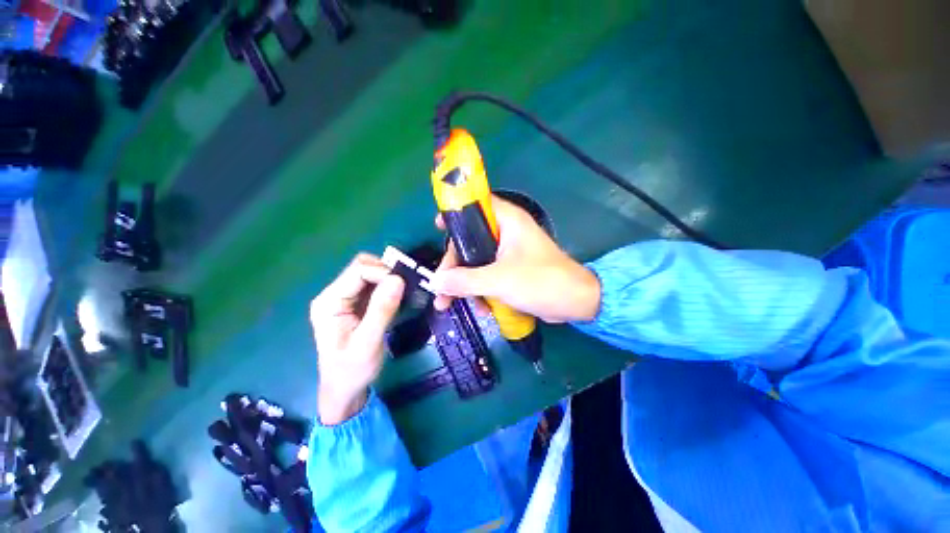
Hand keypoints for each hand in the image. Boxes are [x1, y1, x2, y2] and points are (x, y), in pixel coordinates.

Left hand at [310, 254, 404, 424]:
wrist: (345, 390)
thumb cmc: (352, 370)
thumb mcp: (368, 342)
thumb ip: (382, 309)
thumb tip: (398, 279)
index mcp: (330, 301)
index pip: (358, 270)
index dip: (383, 272)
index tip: (404, 285)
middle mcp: (335, 295)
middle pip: (363, 268)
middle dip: (387, 273)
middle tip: (407, 287)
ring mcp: (346, 299)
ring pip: (371, 275)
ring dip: (390, 280)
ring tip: (406, 293)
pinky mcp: (357, 304)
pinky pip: (375, 287)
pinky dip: (390, 288)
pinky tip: (399, 299)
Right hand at [431, 195, 600, 323]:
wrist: (575, 302)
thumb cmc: (541, 282)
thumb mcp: (499, 280)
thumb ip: (465, 280)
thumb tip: (436, 282)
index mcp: (507, 220)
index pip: (475, 205)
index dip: (455, 214)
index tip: (437, 228)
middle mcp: (506, 231)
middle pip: (470, 240)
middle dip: (454, 266)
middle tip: (441, 287)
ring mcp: (508, 252)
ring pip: (477, 261)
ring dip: (465, 283)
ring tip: (453, 304)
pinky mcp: (511, 269)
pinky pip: (488, 274)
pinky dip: (481, 290)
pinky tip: (481, 309)